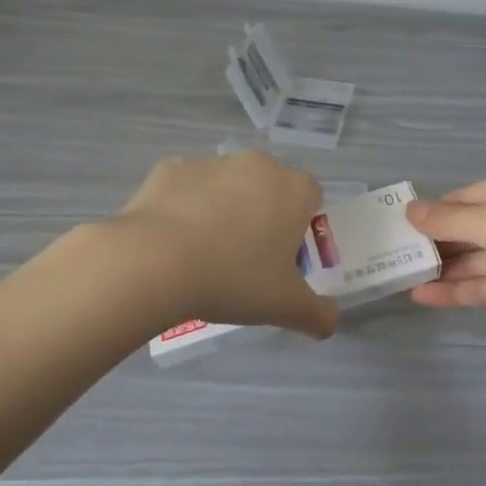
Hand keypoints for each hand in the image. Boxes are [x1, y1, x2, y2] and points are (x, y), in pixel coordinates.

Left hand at [116, 152, 336, 338]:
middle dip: (262, 214)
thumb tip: (329, 323)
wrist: (156, 261)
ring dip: (223, 208)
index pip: (311, 197)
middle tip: (244, 258)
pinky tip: (171, 240)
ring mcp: (212, 162)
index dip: (300, 225)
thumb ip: (316, 314)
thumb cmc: (234, 279)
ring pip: (227, 184)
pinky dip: (184, 206)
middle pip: (269, 187)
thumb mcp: (284, 306)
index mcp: (293, 190)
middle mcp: (258, 165)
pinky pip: (187, 186)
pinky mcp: (172, 167)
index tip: (282, 256)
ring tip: (202, 253)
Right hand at [405, 168, 485, 342]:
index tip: (400, 224)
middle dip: (438, 242)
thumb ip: (451, 220)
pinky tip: (423, 296)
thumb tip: (410, 211)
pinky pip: (485, 286)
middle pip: (472, 229)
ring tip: (402, 276)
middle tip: (395, 253)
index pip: (469, 197)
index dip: (436, 211)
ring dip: (444, 268)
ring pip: (476, 260)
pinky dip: (457, 290)